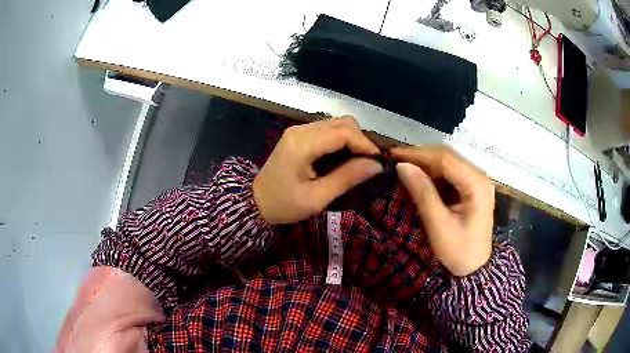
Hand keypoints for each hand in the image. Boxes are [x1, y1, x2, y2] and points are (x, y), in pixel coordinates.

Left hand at [254, 117, 382, 224]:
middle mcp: (301, 130)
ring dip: (351, 140)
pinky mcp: (298, 135)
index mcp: (303, 144)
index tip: (378, 162)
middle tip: (368, 163)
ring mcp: (298, 130)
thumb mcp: (316, 198)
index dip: (365, 144)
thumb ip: (346, 179)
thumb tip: (376, 165)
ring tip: (358, 162)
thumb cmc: (284, 205)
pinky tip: (342, 158)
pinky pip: (327, 130)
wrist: (255, 202)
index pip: (344, 133)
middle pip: (342, 123)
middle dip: (360, 141)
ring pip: (336, 124)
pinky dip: (340, 141)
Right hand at [390, 146, 494, 275]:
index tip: (392, 156)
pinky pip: (449, 173)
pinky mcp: (471, 187)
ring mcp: (476, 181)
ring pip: (447, 163)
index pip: (445, 159)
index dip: (418, 154)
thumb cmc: (458, 251)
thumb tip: (402, 166)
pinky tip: (418, 178)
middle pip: (447, 157)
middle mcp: (479, 176)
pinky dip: (432, 174)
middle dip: (420, 156)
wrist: (474, 268)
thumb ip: (422, 193)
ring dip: (425, 164)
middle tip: (394, 160)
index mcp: (477, 184)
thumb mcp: (439, 225)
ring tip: (402, 168)